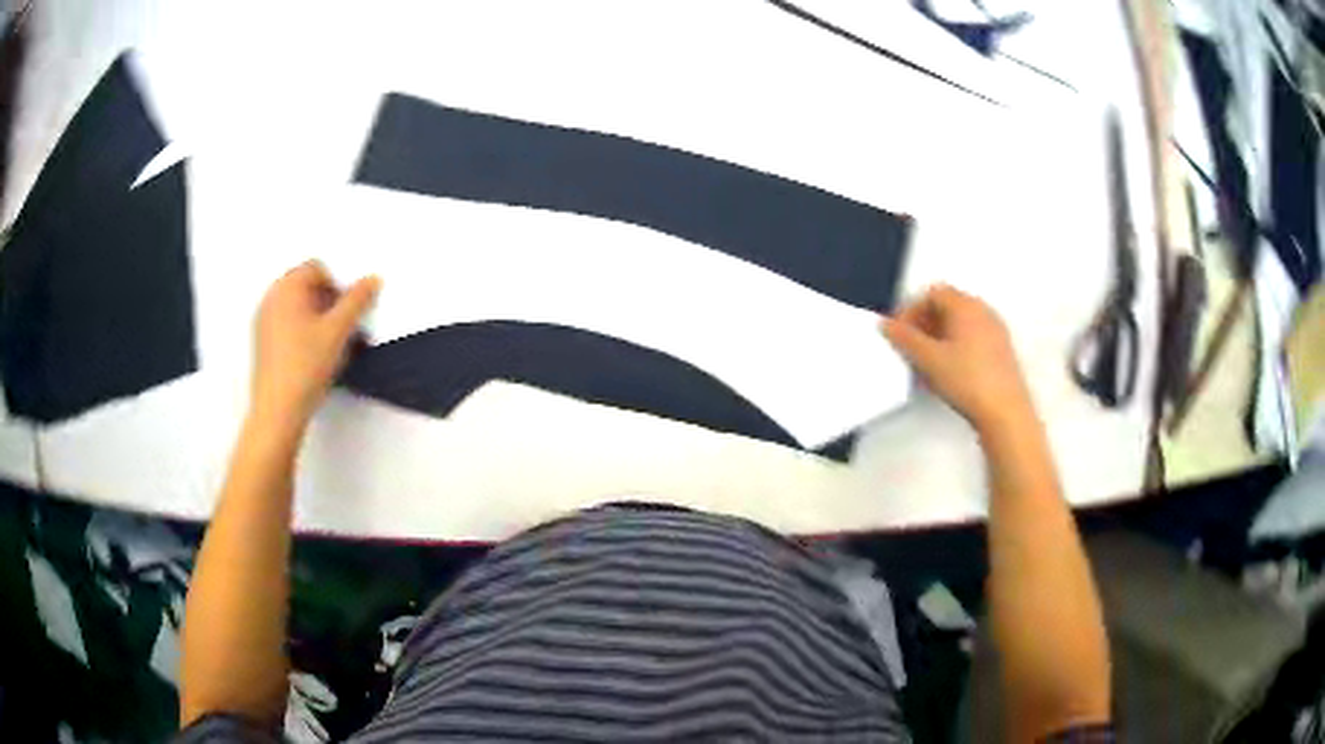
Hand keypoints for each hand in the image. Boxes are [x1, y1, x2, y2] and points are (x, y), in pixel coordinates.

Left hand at [251, 260, 380, 428]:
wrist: (278, 412)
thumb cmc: (304, 367)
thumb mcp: (338, 331)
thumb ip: (358, 301)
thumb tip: (372, 281)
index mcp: (286, 287)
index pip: (318, 268)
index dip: (339, 283)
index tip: (351, 305)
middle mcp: (271, 298)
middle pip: (307, 287)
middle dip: (330, 301)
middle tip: (347, 323)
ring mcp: (264, 322)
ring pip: (299, 308)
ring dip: (319, 318)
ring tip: (335, 343)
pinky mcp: (265, 344)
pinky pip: (289, 326)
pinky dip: (306, 333)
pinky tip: (318, 356)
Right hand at [881, 285, 1034, 436]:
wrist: (1005, 413)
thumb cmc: (968, 381)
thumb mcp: (928, 360)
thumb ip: (905, 339)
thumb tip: (887, 325)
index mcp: (966, 305)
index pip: (932, 294)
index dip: (911, 310)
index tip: (898, 333)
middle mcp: (983, 311)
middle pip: (947, 306)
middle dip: (924, 324)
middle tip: (910, 347)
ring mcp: (996, 331)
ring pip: (960, 324)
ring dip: (939, 337)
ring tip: (926, 364)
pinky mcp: (1002, 352)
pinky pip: (973, 338)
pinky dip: (956, 348)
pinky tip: (948, 373)